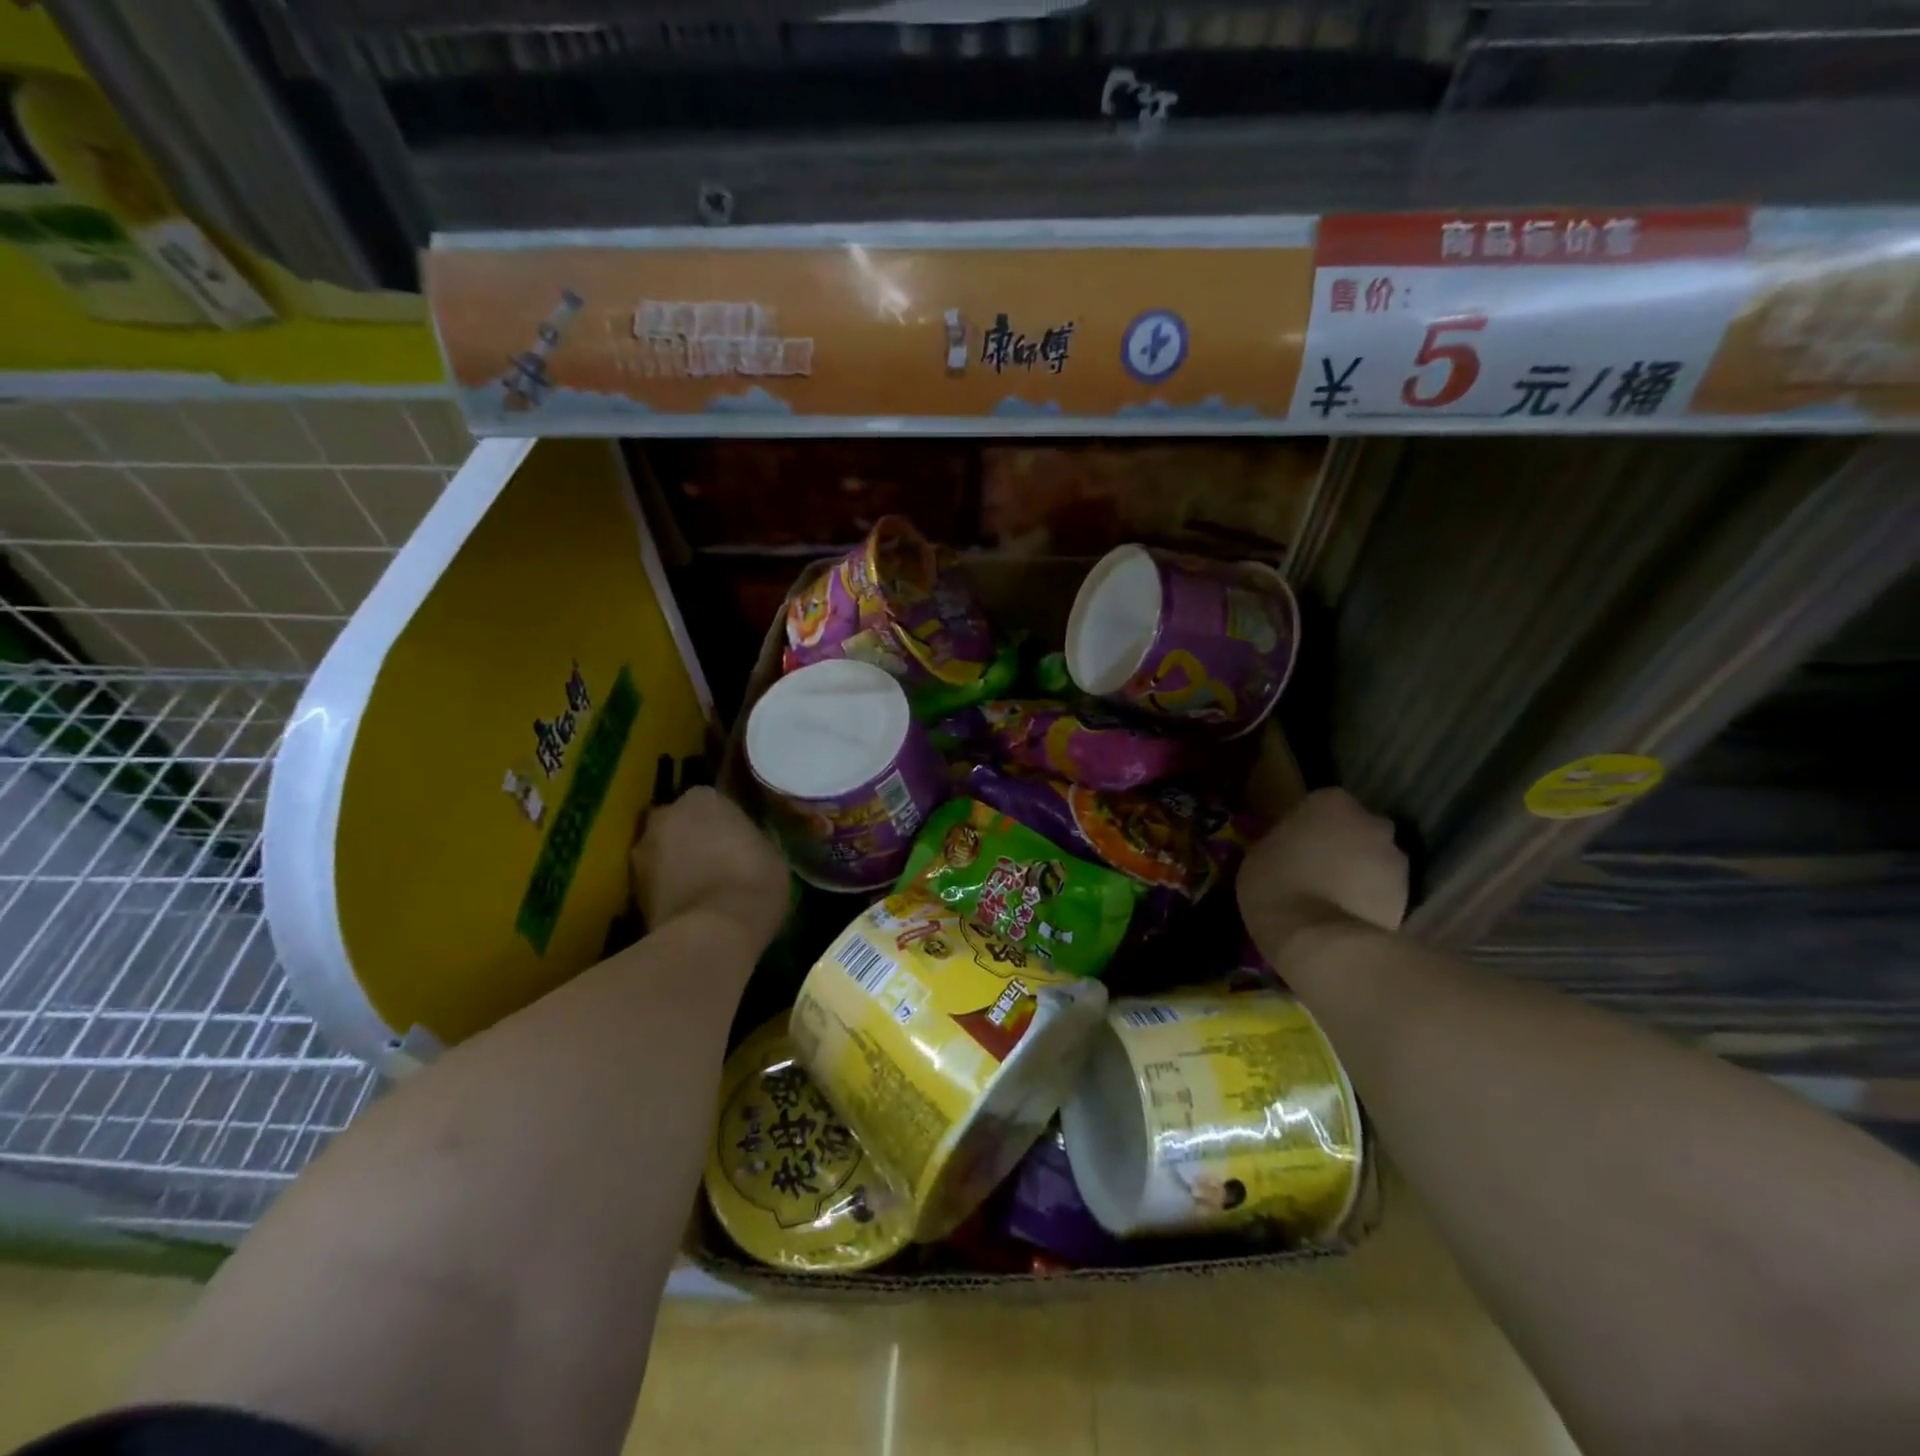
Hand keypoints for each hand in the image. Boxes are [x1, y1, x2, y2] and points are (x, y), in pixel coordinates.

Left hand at [630, 788, 788, 952]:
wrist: (712, 932)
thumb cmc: (753, 882)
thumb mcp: (771, 854)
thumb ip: (749, 840)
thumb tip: (743, 845)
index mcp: (702, 798)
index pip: (711, 801)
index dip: (723, 822)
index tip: (737, 839)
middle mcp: (665, 816)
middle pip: (679, 822)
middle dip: (692, 837)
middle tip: (715, 860)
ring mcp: (642, 851)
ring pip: (662, 852)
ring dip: (676, 863)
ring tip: (700, 887)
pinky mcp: (631, 888)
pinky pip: (655, 881)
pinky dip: (667, 889)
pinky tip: (688, 906)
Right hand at [1236, 787, 1408, 955]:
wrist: (1317, 939)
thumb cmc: (1275, 885)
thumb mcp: (1259, 853)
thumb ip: (1283, 840)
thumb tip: (1291, 845)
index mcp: (1331, 802)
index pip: (1322, 805)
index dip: (1309, 826)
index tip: (1296, 846)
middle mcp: (1371, 822)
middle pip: (1356, 829)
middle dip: (1343, 846)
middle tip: (1318, 870)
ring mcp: (1396, 859)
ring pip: (1375, 860)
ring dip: (1360, 873)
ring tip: (1334, 899)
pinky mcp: (1409, 896)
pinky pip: (1384, 891)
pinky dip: (1371, 900)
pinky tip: (1347, 917)